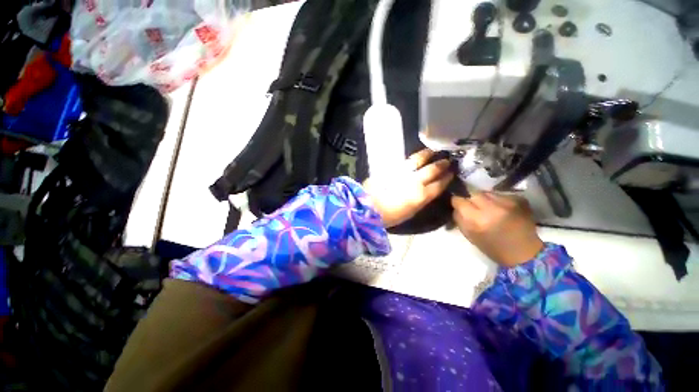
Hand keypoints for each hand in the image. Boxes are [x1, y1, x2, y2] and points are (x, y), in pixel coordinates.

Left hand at [364, 149, 453, 227]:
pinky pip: (405, 160)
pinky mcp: (391, 168)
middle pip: (431, 170)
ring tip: (433, 151)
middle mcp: (414, 182)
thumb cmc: (389, 216)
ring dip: (428, 155)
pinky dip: (413, 157)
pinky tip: (417, 156)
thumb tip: (427, 192)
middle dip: (441, 165)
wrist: (367, 207)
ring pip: (418, 160)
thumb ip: (420, 200)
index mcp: (420, 196)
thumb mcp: (409, 212)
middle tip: (447, 160)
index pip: (438, 185)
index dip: (446, 179)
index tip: (451, 174)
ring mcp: (402, 173)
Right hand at [452, 192, 543, 266]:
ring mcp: (508, 203)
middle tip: (472, 205)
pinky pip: (500, 194)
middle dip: (470, 198)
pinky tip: (501, 210)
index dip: (457, 201)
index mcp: (477, 220)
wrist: (525, 253)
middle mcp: (492, 209)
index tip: (458, 204)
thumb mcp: (469, 236)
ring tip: (488, 208)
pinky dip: (497, 200)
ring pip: (487, 192)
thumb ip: (459, 218)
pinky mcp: (519, 200)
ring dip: (484, 199)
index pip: (459, 200)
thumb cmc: (492, 248)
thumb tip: (456, 206)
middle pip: (473, 193)